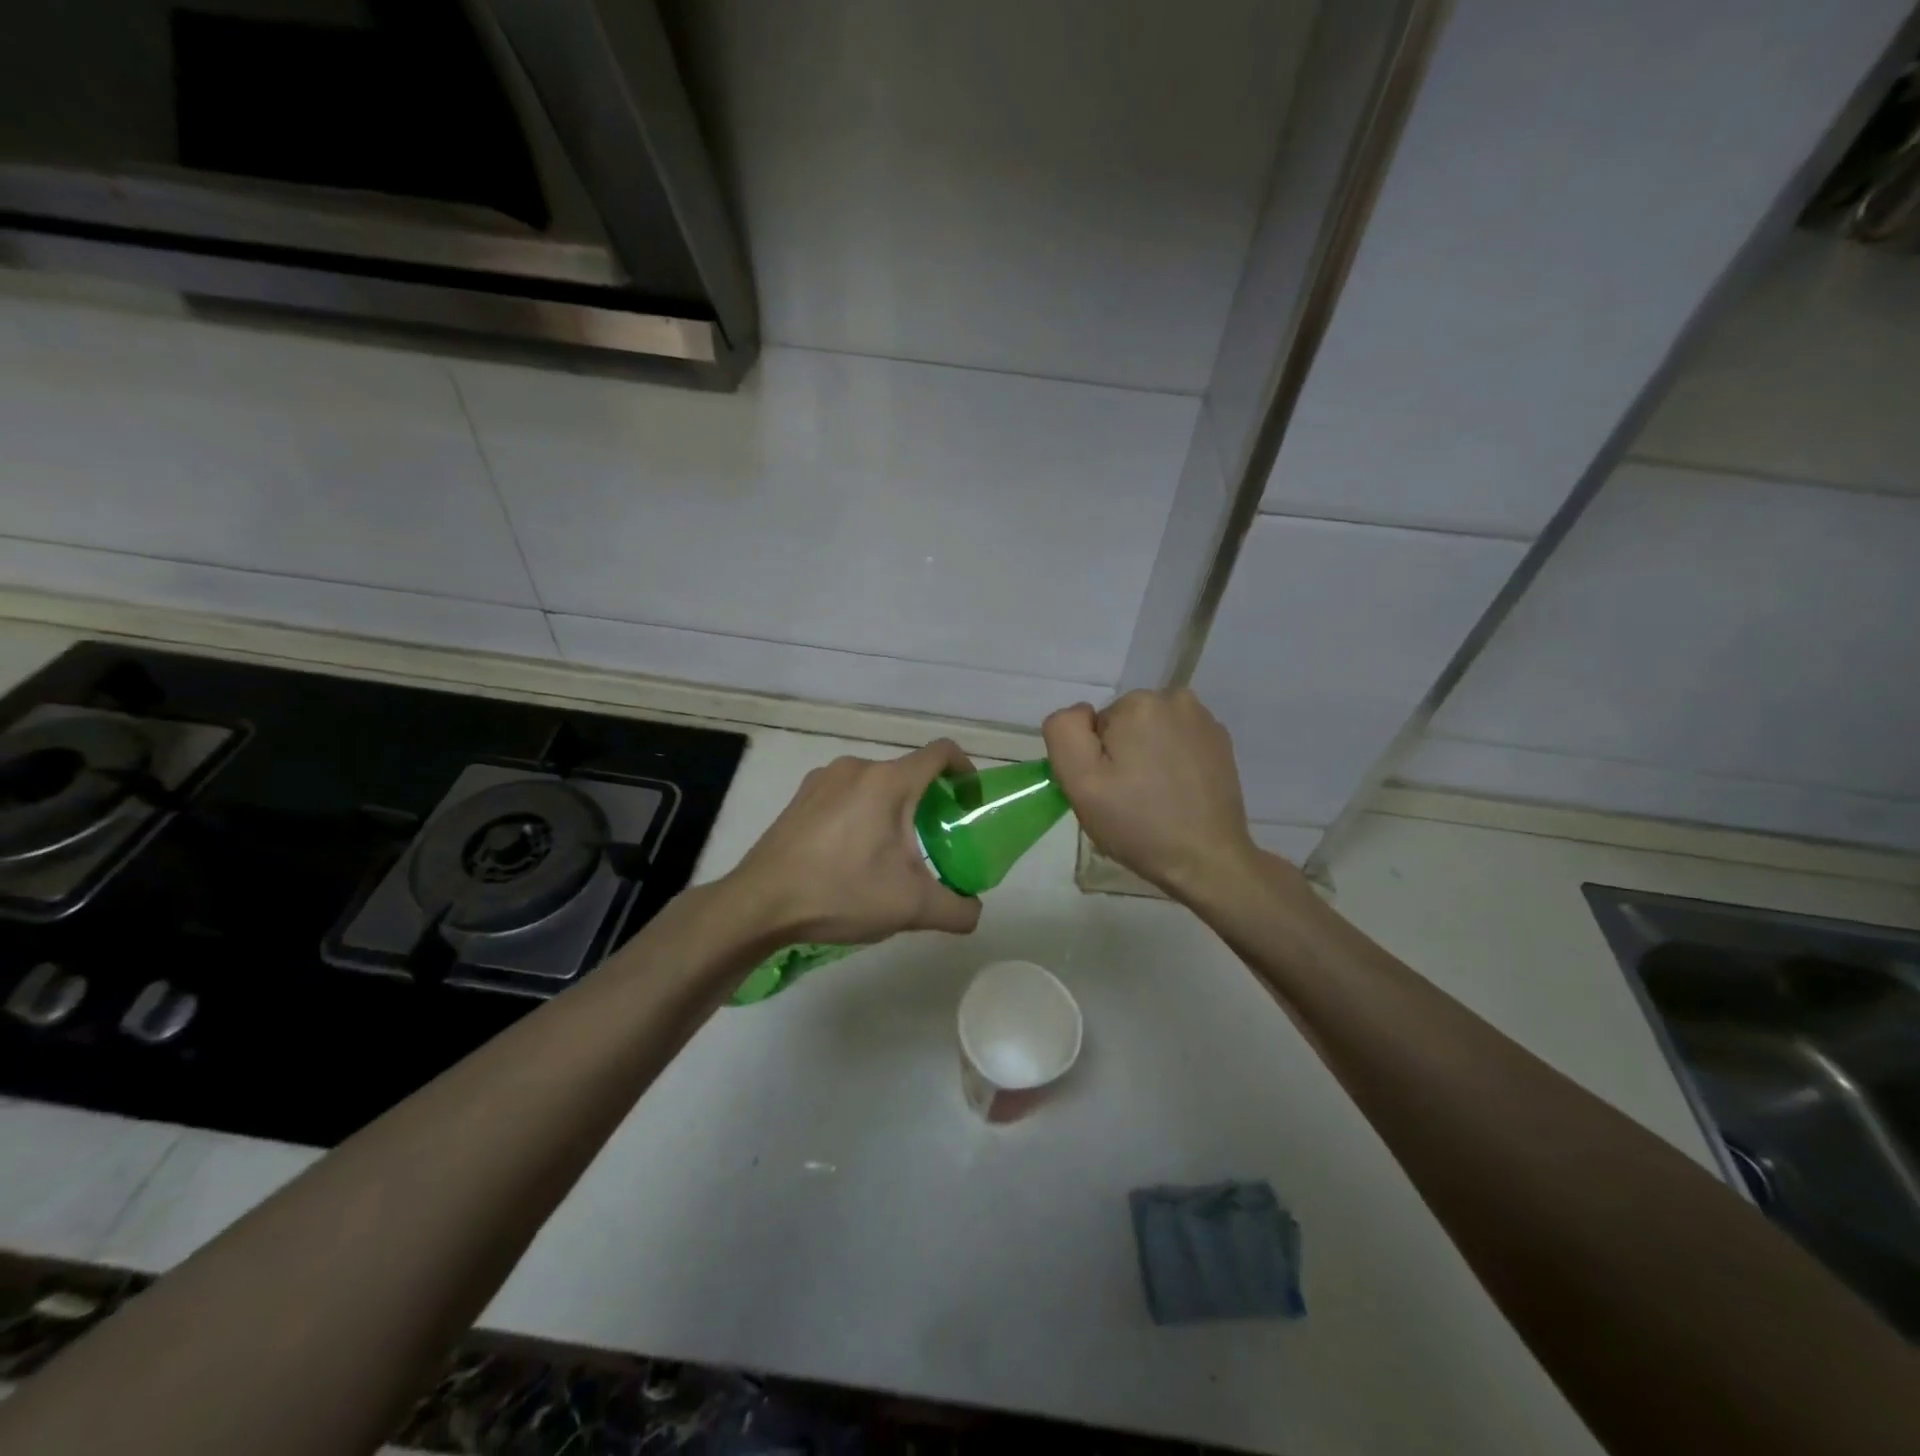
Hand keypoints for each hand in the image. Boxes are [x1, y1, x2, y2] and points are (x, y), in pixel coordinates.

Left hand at [726, 741, 983, 944]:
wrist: (760, 904)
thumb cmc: (841, 893)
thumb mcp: (911, 908)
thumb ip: (957, 909)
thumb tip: (973, 911)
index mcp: (888, 781)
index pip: (941, 752)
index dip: (965, 770)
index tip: (969, 802)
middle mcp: (857, 768)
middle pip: (907, 773)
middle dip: (927, 801)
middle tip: (932, 841)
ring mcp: (822, 779)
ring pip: (875, 785)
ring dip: (891, 809)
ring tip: (889, 853)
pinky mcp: (800, 797)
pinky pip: (845, 795)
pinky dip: (860, 814)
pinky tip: (850, 855)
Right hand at [1043, 690, 1261, 900]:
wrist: (1207, 860)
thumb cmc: (1138, 824)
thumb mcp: (1080, 781)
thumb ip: (1065, 732)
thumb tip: (1082, 713)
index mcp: (1138, 703)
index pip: (1095, 725)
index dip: (1095, 759)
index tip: (1109, 790)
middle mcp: (1175, 700)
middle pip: (1124, 725)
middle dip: (1121, 756)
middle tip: (1128, 798)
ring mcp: (1204, 721)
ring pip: (1151, 734)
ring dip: (1147, 759)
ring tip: (1155, 799)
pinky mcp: (1221, 743)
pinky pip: (1178, 744)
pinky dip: (1173, 764)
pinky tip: (1178, 795)